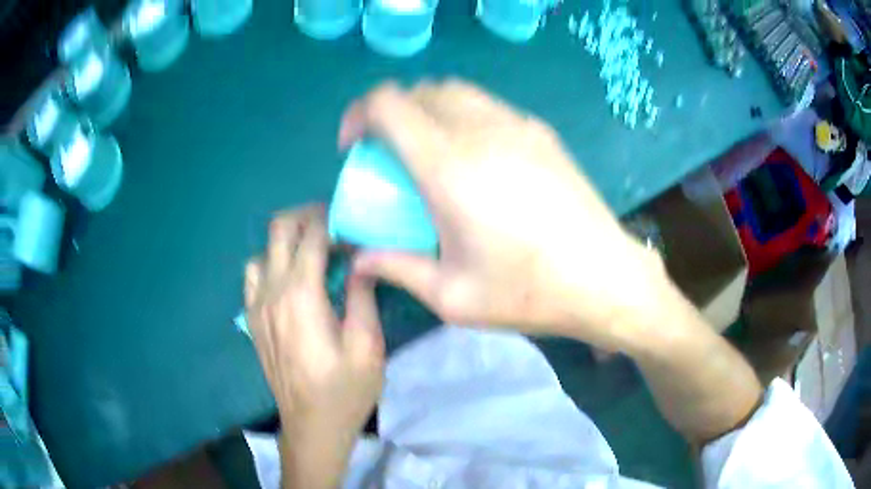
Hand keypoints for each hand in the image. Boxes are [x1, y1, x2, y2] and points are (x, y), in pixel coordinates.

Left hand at [244, 205, 383, 484]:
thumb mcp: (369, 347)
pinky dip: (271, 264)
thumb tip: (362, 259)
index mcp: (302, 295)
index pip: (311, 235)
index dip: (333, 220)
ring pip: (263, 250)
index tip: (353, 225)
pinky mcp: (252, 319)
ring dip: (287, 241)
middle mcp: (272, 292)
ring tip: (313, 251)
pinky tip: (290, 281)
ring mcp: (256, 305)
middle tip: (333, 224)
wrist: (311, 426)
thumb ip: (363, 297)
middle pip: (279, 230)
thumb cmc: (345, 390)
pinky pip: (253, 275)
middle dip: (306, 216)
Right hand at [340, 81, 667, 350]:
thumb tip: (359, 258)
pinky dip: (461, 115)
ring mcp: (517, 125)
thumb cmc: (529, 292)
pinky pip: (486, 105)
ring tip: (428, 153)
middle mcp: (481, 130)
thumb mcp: (452, 296)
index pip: (388, 104)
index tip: (355, 147)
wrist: (605, 279)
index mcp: (449, 166)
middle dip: (390, 113)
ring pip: (454, 91)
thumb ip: (396, 268)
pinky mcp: (541, 132)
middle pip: (420, 91)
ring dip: (427, 111)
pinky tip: (473, 158)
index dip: (359, 114)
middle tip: (388, 154)